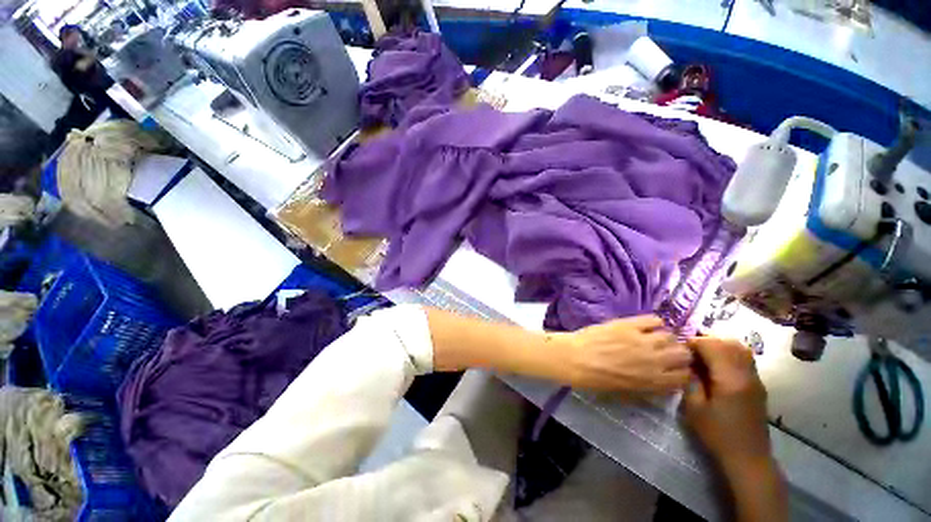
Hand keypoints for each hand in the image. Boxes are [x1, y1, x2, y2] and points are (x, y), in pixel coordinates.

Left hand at [559, 315, 691, 391]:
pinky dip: (654, 322)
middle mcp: (654, 361)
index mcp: (653, 381)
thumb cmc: (596, 378)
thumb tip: (662, 379)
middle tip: (667, 350)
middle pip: (683, 354)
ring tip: (654, 337)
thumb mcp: (626, 391)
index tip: (676, 367)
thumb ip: (648, 386)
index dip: (682, 371)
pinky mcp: (630, 325)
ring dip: (665, 337)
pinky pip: (653, 320)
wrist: (575, 359)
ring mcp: (643, 340)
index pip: (684, 377)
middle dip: (678, 353)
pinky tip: (646, 326)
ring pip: (670, 336)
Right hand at [682, 337, 770, 471]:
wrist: (748, 457)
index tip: (680, 348)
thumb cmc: (717, 434)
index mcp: (730, 379)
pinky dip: (730, 354)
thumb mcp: (694, 408)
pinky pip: (745, 359)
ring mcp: (755, 379)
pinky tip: (717, 365)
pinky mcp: (757, 386)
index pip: (713, 346)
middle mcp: (746, 374)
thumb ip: (690, 381)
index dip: (695, 342)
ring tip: (703, 354)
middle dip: (707, 341)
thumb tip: (688, 365)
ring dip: (720, 346)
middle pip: (729, 344)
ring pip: (740, 349)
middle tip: (690, 349)